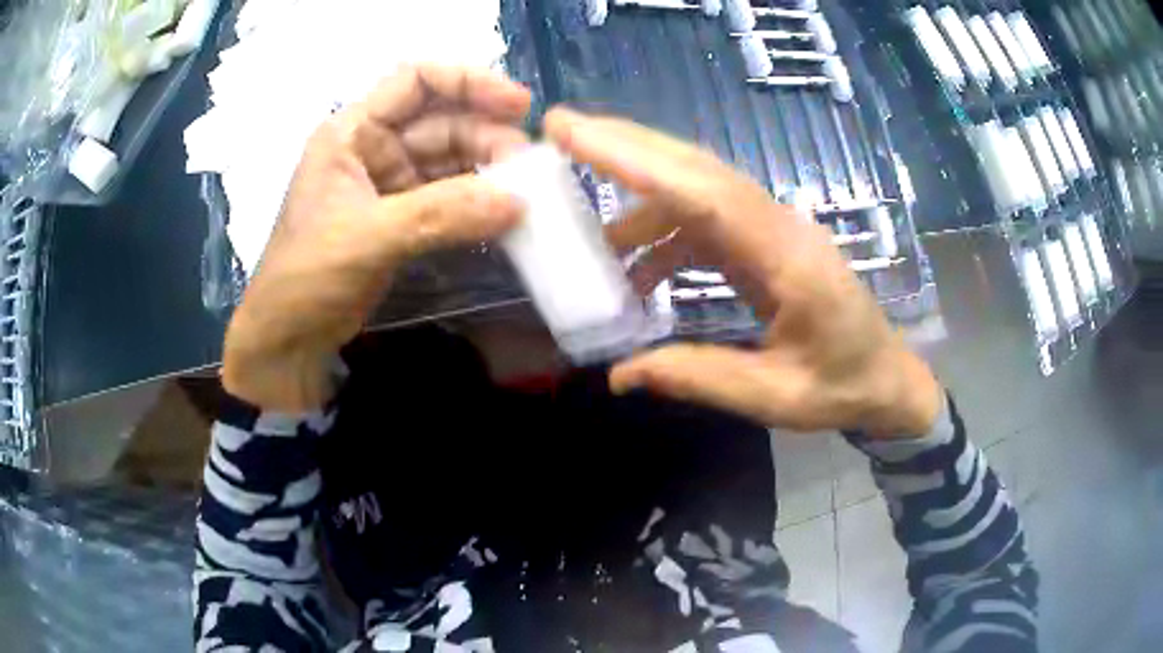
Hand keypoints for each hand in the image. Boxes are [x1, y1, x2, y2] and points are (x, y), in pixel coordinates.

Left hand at [222, 65, 530, 410]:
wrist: (288, 338)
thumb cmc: (307, 276)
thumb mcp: (368, 236)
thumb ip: (441, 215)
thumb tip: (517, 202)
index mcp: (353, 132)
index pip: (416, 80)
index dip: (469, 82)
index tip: (517, 104)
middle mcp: (374, 147)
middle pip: (443, 121)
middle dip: (488, 136)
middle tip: (530, 167)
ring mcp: (390, 183)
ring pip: (451, 160)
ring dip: (488, 171)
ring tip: (526, 193)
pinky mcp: (403, 218)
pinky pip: (450, 198)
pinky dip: (477, 204)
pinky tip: (505, 214)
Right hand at [545, 109, 940, 436]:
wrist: (885, 377)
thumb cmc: (842, 387)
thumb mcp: (774, 397)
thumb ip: (699, 378)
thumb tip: (620, 374)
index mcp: (788, 258)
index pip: (705, 193)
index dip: (638, 161)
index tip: (576, 135)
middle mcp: (778, 225)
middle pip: (698, 168)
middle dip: (627, 145)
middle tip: (562, 130)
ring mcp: (772, 228)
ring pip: (697, 188)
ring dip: (639, 197)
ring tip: (589, 235)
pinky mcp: (765, 240)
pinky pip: (705, 221)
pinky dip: (664, 236)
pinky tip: (638, 272)